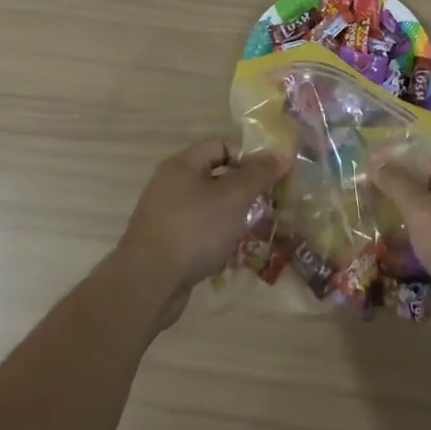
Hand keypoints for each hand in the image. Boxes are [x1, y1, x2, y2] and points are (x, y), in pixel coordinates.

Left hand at [116, 139, 289, 310]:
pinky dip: (216, 238)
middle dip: (243, 190)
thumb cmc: (194, 229)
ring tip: (255, 230)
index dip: (248, 156)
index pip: (221, 146)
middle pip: (215, 177)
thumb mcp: (233, 197)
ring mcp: (165, 216)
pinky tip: (232, 254)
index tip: (270, 175)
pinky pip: (198, 233)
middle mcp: (170, 185)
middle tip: (268, 203)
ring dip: (232, 217)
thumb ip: (259, 174)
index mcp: (182, 165)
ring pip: (208, 207)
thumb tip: (282, 153)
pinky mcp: (165, 245)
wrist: (148, 283)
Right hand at [371, 159, 430, 325]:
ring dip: (415, 238)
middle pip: (430, 196)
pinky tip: (412, 274)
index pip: (420, 165)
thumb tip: (375, 159)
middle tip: (371, 223)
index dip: (393, 175)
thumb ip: (396, 184)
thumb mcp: (422, 211)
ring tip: (384, 251)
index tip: (366, 191)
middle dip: (402, 210)